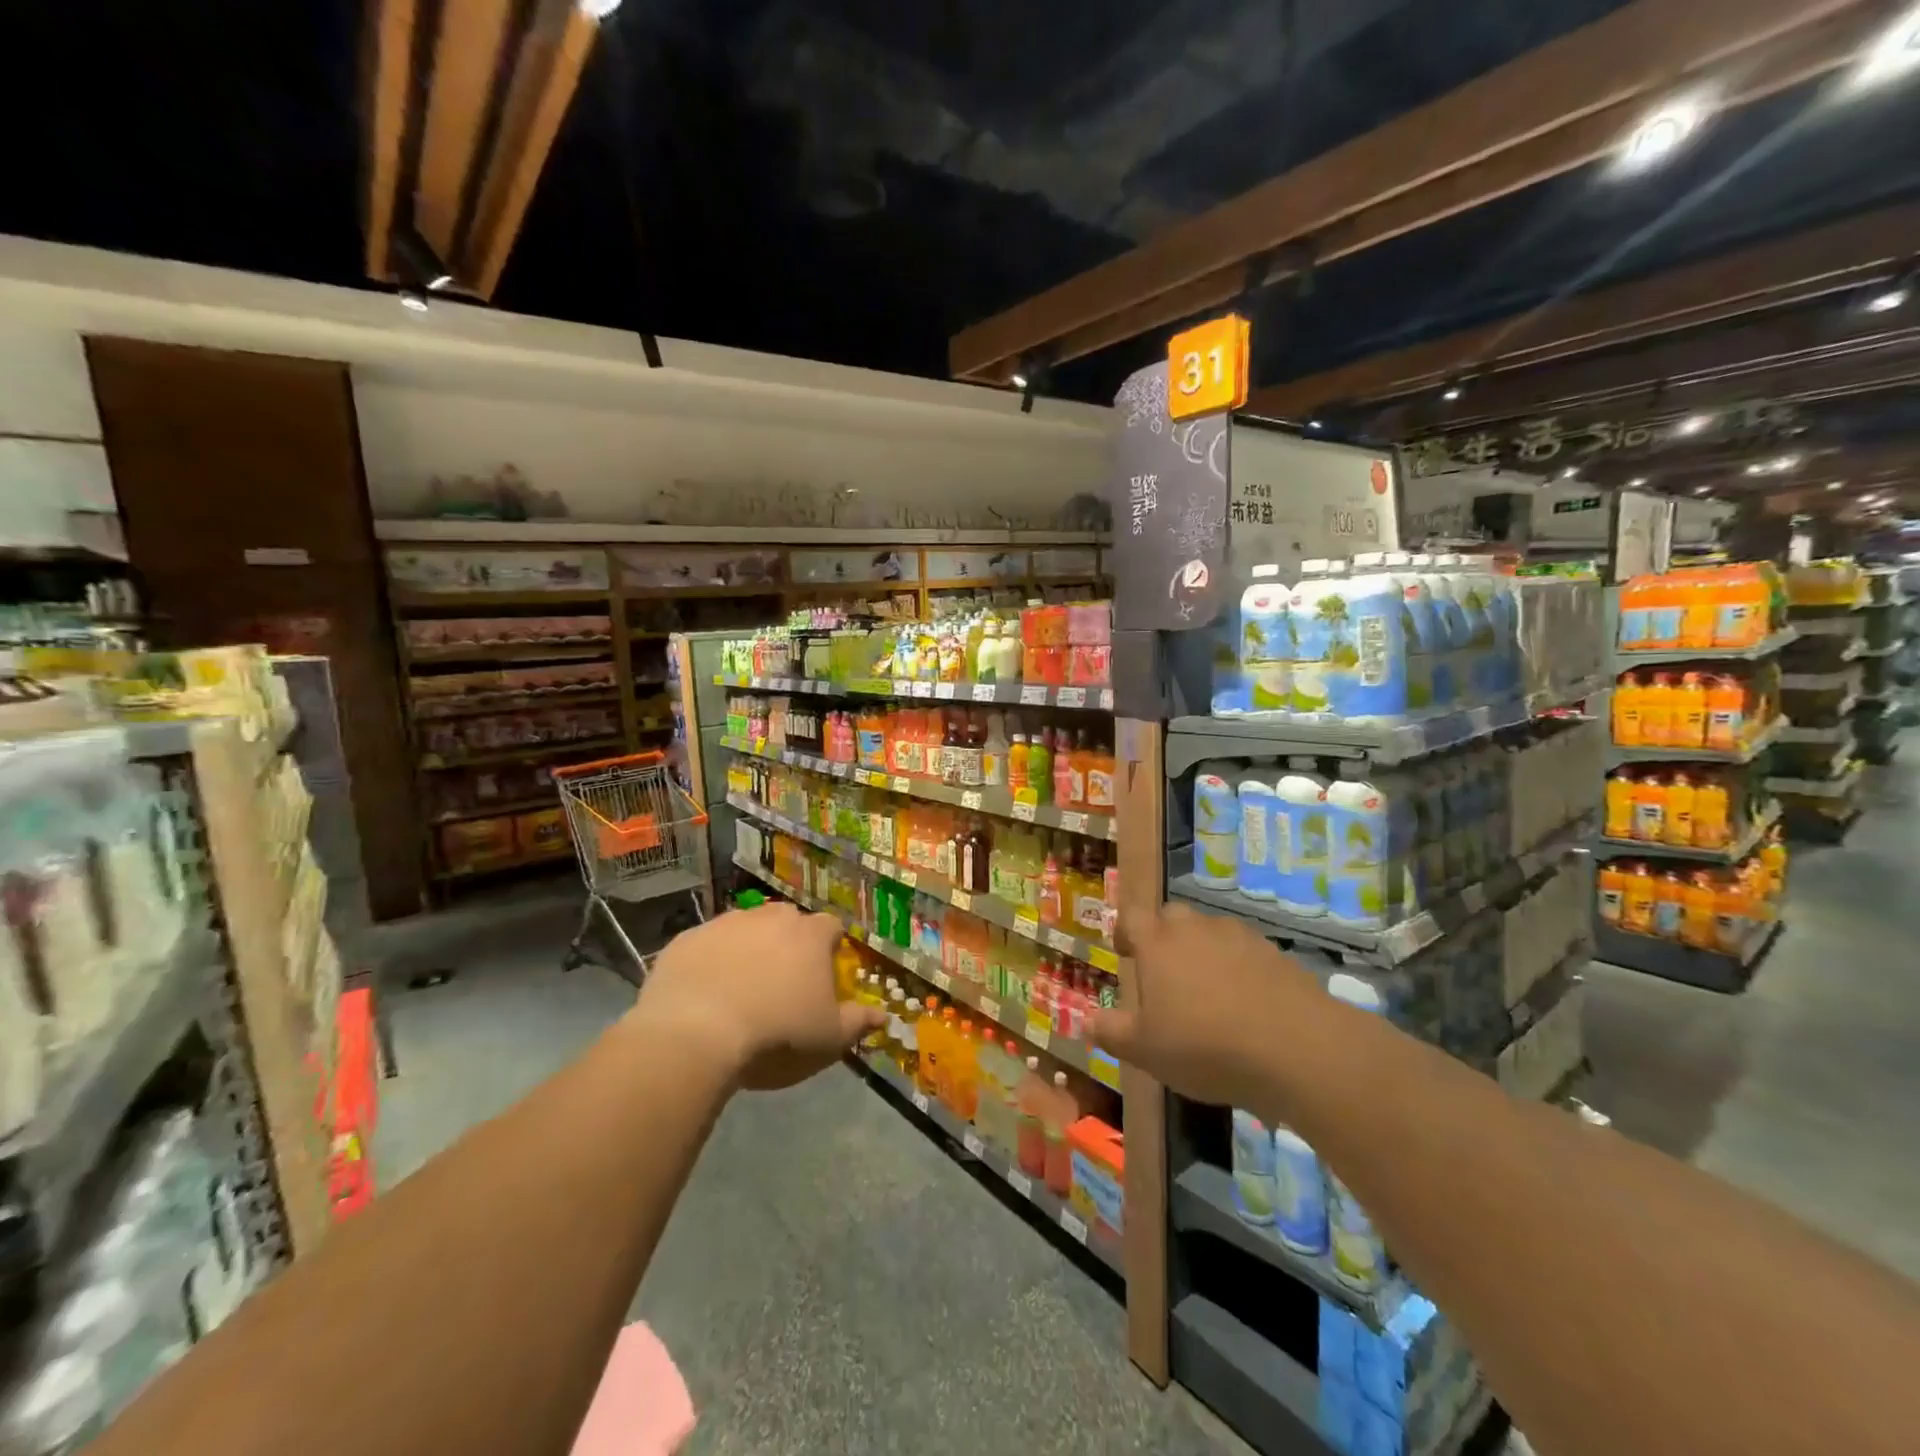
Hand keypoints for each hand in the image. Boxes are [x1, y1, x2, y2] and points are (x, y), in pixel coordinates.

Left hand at [634, 903, 884, 1090]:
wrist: (695, 1035)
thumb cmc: (777, 1033)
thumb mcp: (829, 1038)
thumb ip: (858, 1022)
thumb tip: (883, 1014)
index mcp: (810, 935)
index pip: (831, 927)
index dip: (829, 948)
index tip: (823, 973)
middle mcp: (770, 917)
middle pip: (787, 922)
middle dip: (787, 944)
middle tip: (781, 982)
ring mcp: (724, 924)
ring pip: (744, 929)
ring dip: (746, 949)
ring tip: (738, 989)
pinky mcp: (685, 939)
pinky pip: (704, 946)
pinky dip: (708, 963)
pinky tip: (702, 994)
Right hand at [1089, 901, 1325, 1111]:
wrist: (1297, 1049)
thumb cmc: (1205, 1046)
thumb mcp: (1146, 1050)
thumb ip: (1112, 1032)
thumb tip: (1085, 1020)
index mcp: (1158, 943)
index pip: (1131, 917)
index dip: (1124, 932)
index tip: (1125, 954)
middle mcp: (1196, 928)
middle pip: (1172, 918)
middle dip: (1164, 939)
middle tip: (1164, 976)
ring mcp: (1240, 937)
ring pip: (1211, 934)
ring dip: (1203, 953)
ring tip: (1207, 995)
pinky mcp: (1276, 954)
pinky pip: (1246, 954)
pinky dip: (1239, 970)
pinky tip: (1246, 1007)